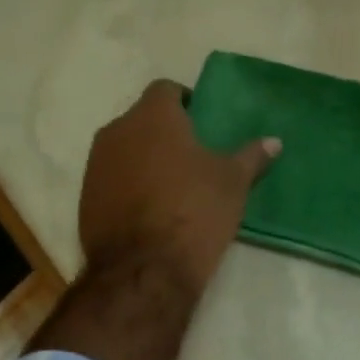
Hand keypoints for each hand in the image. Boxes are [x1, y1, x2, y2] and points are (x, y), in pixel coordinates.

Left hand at [78, 79, 279, 295]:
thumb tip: (274, 141)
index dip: (185, 103)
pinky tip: (150, 212)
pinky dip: (129, 188)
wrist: (144, 269)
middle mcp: (117, 131)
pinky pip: (112, 181)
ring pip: (125, 151)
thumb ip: (251, 156)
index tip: (203, 123)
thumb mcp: (233, 184)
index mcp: (153, 116)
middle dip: (165, 134)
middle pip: (143, 120)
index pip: (166, 90)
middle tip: (192, 158)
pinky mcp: (86, 198)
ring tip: (172, 188)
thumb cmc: (194, 212)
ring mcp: (96, 165)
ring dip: (145, 161)